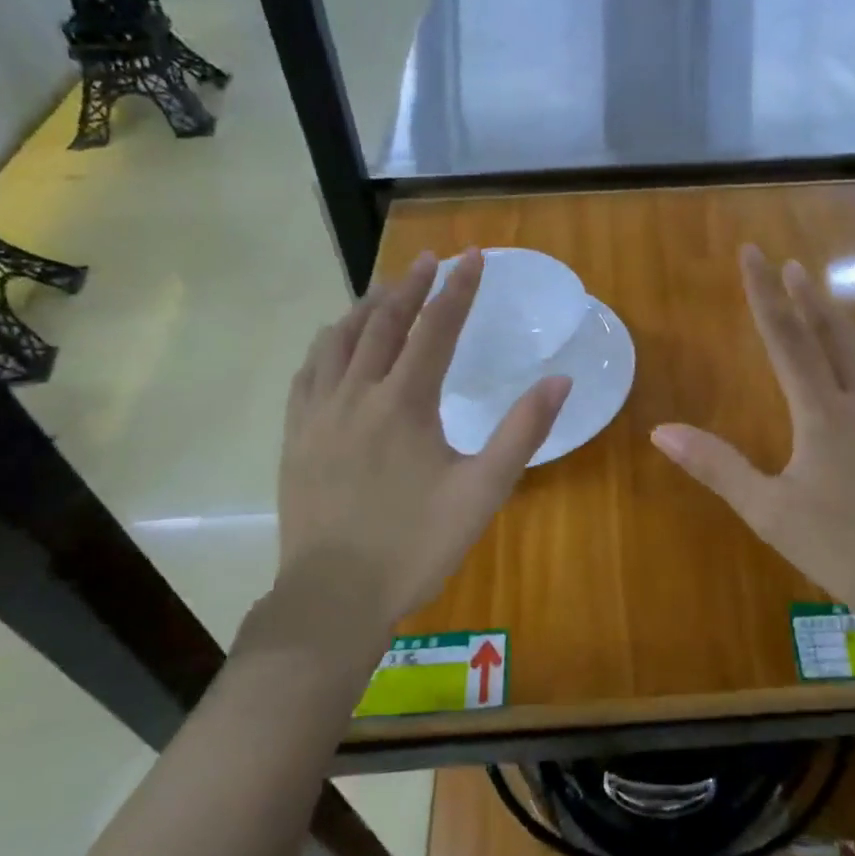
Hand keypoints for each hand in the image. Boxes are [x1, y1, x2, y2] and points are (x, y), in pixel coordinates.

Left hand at [242, 250, 569, 668]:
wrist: (334, 598)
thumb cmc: (416, 545)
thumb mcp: (483, 492)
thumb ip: (522, 432)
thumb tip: (559, 380)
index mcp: (404, 404)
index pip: (435, 329)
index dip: (457, 290)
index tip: (473, 257)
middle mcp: (356, 394)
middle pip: (383, 323)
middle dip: (411, 286)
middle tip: (431, 260)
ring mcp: (318, 414)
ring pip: (339, 340)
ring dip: (366, 308)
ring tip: (385, 290)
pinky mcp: (296, 435)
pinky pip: (308, 371)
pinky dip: (328, 344)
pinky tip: (335, 343)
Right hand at [651, 245, 854, 637]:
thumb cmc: (844, 548)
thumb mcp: (769, 512)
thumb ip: (717, 466)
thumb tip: (660, 431)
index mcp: (821, 412)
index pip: (786, 339)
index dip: (765, 293)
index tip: (753, 254)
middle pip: (831, 334)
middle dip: (806, 297)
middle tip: (791, 264)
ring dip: (845, 322)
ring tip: (828, 304)